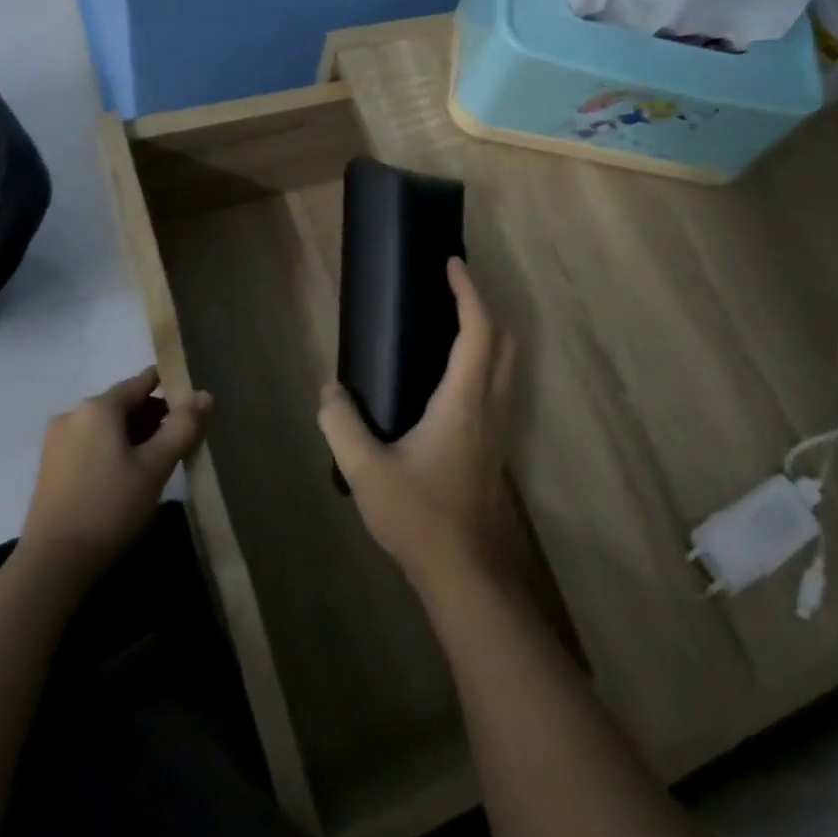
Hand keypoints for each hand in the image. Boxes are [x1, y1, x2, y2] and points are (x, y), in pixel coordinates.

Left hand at [19, 367, 209, 581]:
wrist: (53, 563)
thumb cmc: (110, 507)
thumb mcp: (155, 466)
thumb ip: (183, 426)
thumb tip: (205, 395)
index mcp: (98, 407)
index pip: (143, 382)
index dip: (172, 389)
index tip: (194, 406)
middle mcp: (73, 414)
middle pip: (124, 403)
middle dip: (154, 417)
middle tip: (180, 442)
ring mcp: (57, 440)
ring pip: (107, 425)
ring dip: (134, 435)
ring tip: (157, 462)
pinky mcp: (50, 465)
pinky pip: (91, 443)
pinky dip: (113, 449)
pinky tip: (127, 476)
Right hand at [318, 258, 513, 593]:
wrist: (465, 573)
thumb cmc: (419, 517)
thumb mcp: (366, 471)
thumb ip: (342, 425)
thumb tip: (330, 392)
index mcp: (464, 401)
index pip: (478, 330)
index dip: (468, 291)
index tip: (452, 263)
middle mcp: (490, 406)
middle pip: (503, 340)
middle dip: (482, 305)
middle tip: (451, 289)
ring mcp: (499, 427)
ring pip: (507, 364)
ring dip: (487, 333)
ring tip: (450, 324)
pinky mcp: (496, 446)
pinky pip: (499, 385)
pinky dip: (484, 360)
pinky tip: (450, 378)